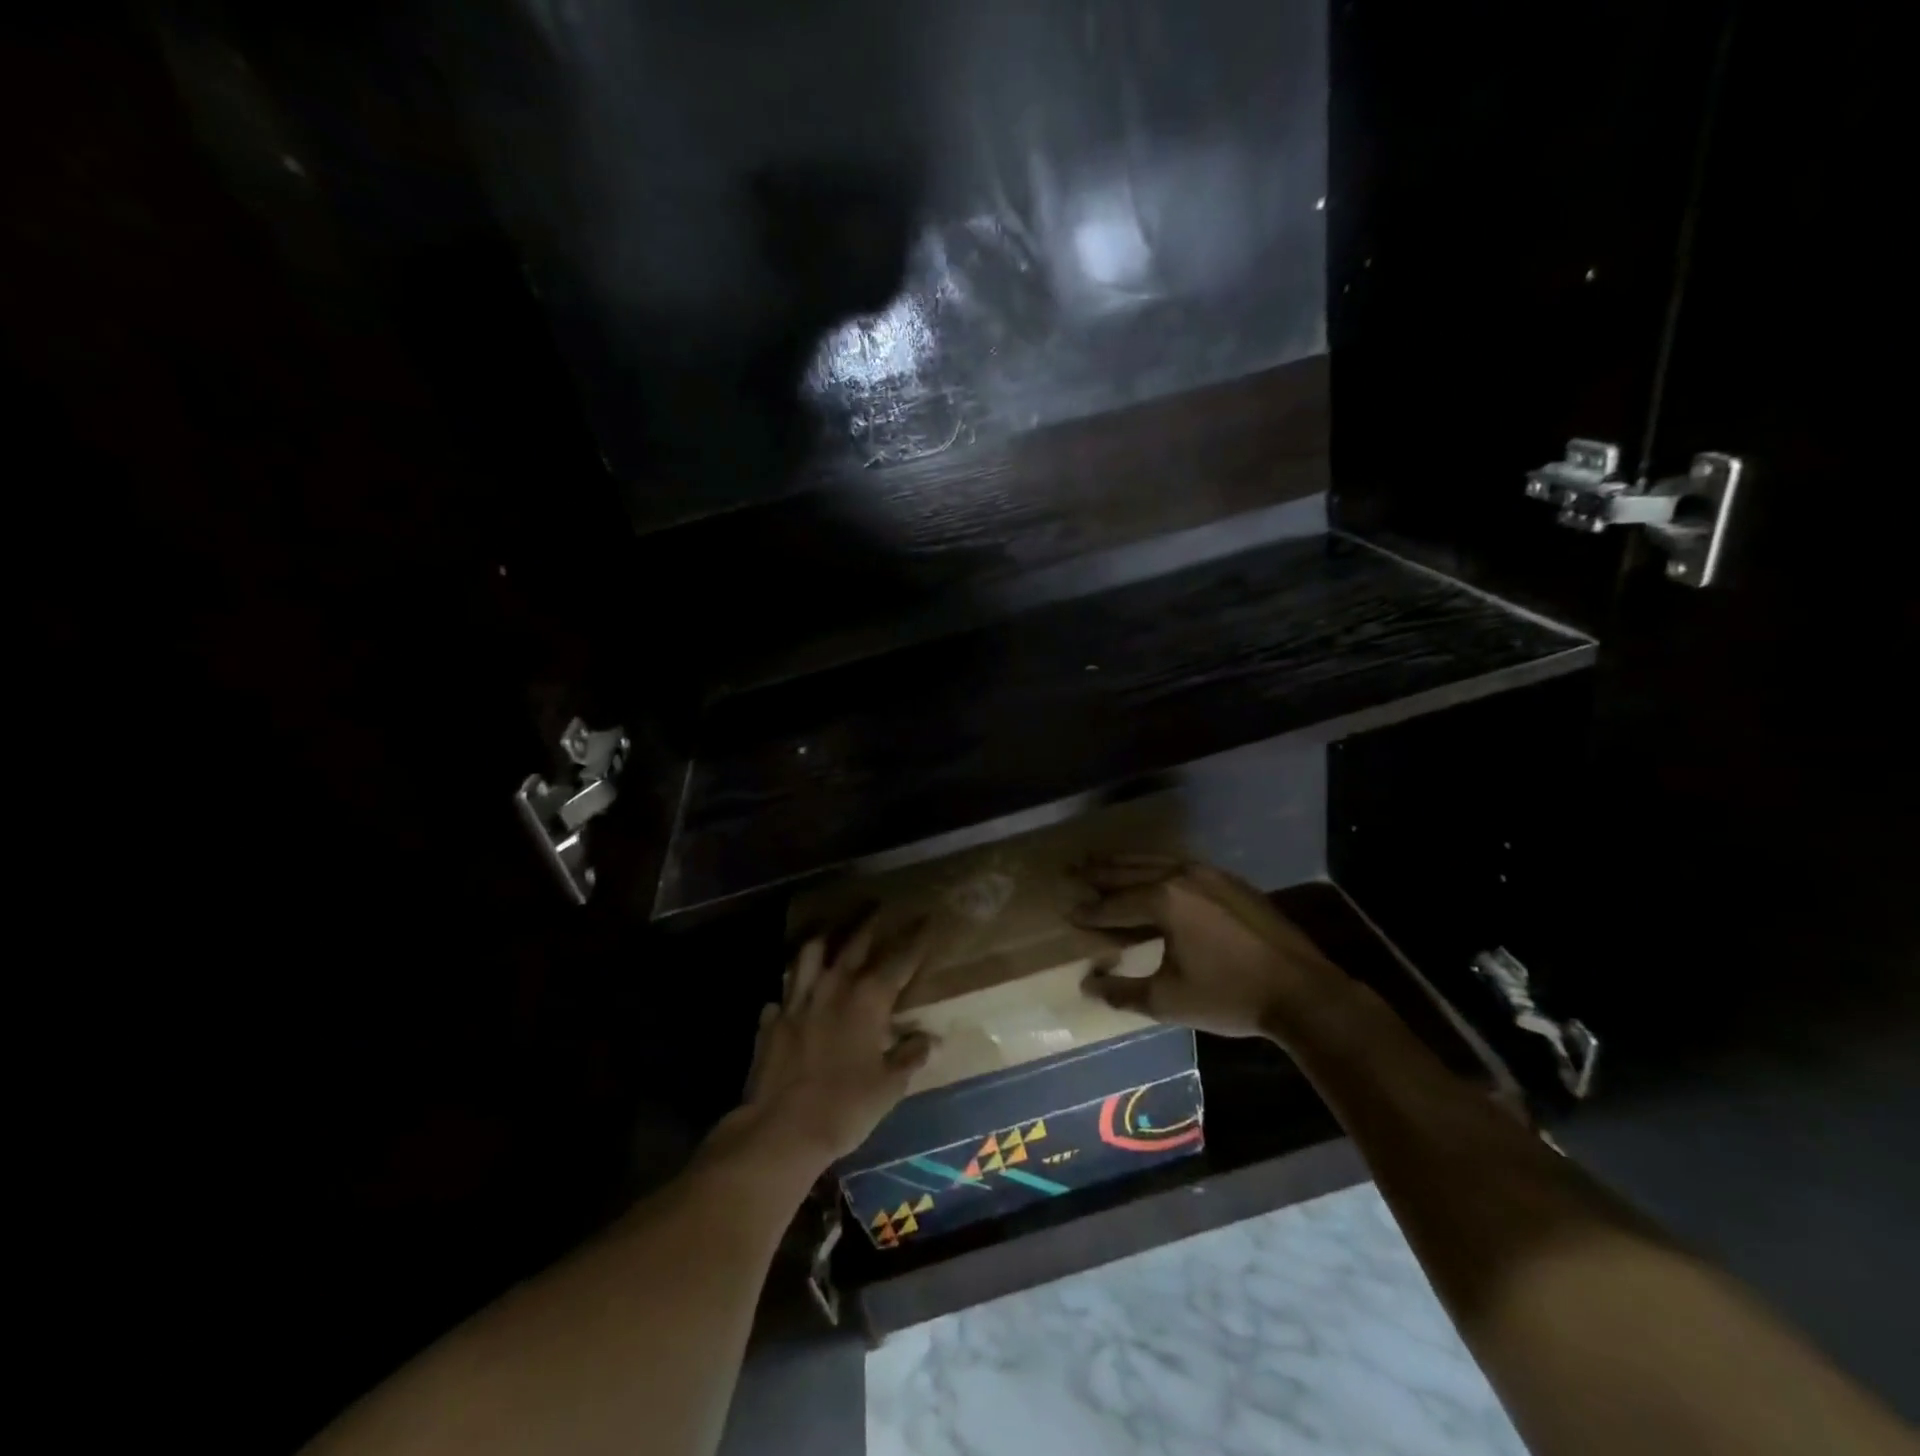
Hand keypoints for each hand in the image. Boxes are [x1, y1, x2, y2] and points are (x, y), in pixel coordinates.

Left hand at [715, 915, 934, 1172]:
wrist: (781, 1129)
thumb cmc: (846, 1106)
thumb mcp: (890, 1086)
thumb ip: (909, 1056)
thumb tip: (929, 1039)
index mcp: (868, 998)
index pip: (900, 959)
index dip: (916, 940)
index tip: (927, 920)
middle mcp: (833, 987)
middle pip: (854, 944)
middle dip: (869, 923)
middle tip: (879, 906)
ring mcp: (798, 1001)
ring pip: (809, 956)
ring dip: (823, 942)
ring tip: (829, 935)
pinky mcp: (772, 1021)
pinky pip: (782, 995)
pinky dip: (791, 992)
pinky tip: (792, 998)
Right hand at [1074, 858, 1350, 1041]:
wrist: (1302, 992)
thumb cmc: (1228, 996)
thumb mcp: (1167, 1001)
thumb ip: (1121, 991)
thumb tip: (1087, 984)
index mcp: (1164, 900)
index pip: (1114, 904)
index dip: (1090, 911)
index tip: (1068, 912)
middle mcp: (1182, 876)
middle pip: (1130, 871)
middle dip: (1099, 872)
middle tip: (1073, 869)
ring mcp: (1210, 874)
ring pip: (1157, 862)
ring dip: (1126, 863)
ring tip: (1102, 861)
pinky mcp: (1231, 881)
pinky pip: (1181, 865)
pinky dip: (1157, 866)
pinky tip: (1153, 872)